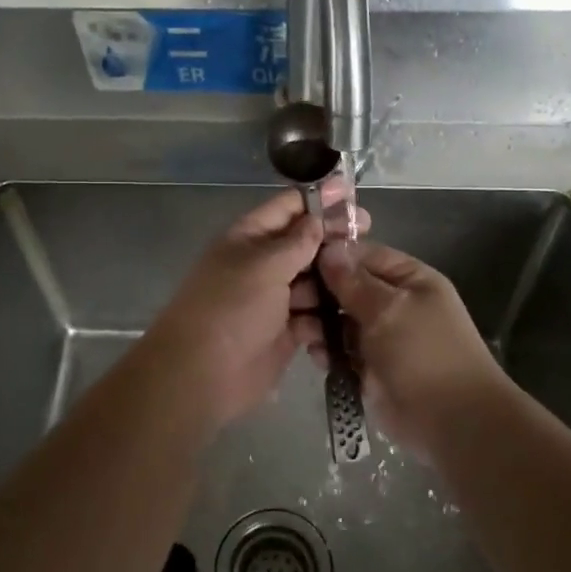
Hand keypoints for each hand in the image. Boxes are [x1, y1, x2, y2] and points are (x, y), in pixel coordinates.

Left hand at [145, 181, 367, 427]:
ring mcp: (275, 299)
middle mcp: (263, 264)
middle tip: (369, 237)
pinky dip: (328, 322)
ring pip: (315, 283)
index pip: (288, 207)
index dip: (319, 199)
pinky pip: (315, 319)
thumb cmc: (230, 309)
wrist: (201, 375)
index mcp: (250, 238)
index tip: (352, 196)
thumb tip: (318, 219)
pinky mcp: (286, 332)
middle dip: (335, 241)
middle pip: (306, 244)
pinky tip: (349, 322)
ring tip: (364, 284)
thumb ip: (297, 242)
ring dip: (336, 284)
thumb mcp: (264, 266)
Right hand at [304, 241, 507, 452]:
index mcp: (410, 280)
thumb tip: (329, 250)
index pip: (365, 255)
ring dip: (319, 323)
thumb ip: (354, 282)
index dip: (333, 256)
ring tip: (302, 330)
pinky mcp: (369, 368)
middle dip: (320, 292)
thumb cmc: (424, 353)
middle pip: (349, 288)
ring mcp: (382, 337)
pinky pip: (341, 350)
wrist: (451, 421)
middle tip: (290, 299)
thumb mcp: (389, 309)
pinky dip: (327, 350)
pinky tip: (315, 354)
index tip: (297, 260)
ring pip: (340, 320)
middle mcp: (395, 303)